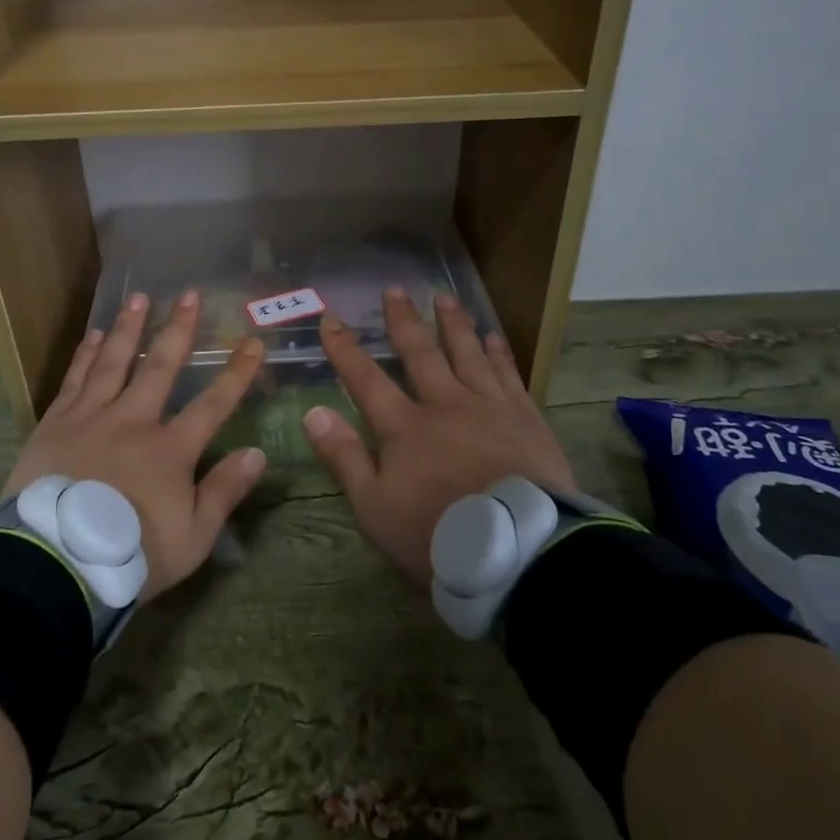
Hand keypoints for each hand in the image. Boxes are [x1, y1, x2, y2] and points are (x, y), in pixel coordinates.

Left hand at [4, 291, 266, 601]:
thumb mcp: (192, 539)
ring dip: (128, 328)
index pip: (213, 404)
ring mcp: (91, 417)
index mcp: (170, 450)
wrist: (53, 564)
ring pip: (114, 362)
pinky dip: (86, 355)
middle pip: (160, 367)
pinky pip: (75, 379)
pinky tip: (93, 335)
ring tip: (139, 298)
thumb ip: (223, 493)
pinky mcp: (56, 423)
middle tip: (188, 294)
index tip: (253, 343)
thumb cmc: (129, 556)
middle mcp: (133, 421)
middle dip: (177, 329)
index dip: (237, 373)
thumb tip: (257, 454)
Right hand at [303, 289, 575, 584]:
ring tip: (444, 297)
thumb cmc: (438, 534)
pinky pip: (509, 374)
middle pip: (420, 354)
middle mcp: (445, 405)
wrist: (520, 550)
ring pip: (467, 354)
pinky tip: (493, 335)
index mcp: (404, 428)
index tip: (331, 318)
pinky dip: (499, 353)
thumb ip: (344, 457)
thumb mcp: (375, 507)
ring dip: (453, 324)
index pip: (366, 379)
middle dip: (403, 322)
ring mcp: (489, 408)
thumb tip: (313, 412)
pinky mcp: (526, 418)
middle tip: (395, 290)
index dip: (345, 349)